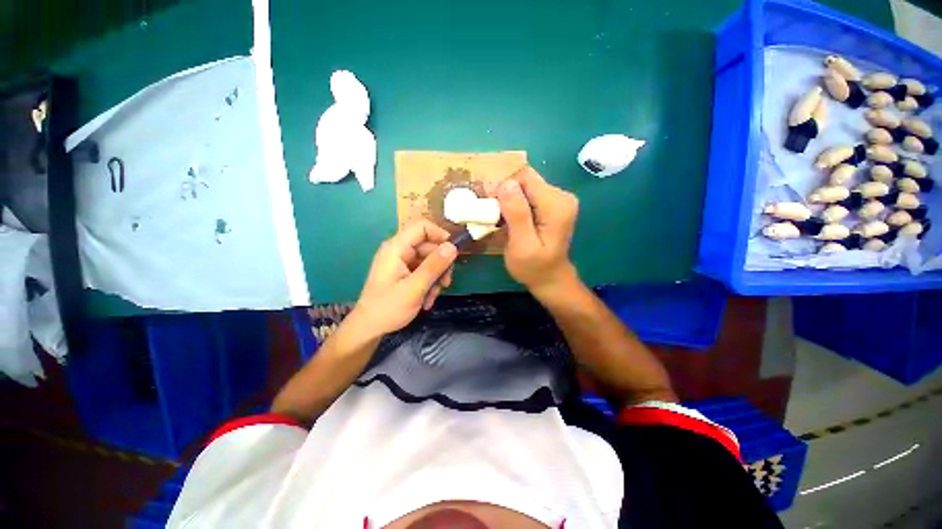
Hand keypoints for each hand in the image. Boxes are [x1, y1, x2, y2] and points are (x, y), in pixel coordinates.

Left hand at [353, 220, 457, 336]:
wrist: (369, 328)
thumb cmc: (388, 308)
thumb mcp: (415, 288)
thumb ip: (434, 266)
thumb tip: (453, 246)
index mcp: (397, 248)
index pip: (422, 227)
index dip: (441, 235)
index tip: (455, 252)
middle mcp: (399, 251)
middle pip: (429, 246)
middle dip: (441, 265)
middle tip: (446, 283)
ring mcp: (401, 262)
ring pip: (429, 261)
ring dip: (436, 278)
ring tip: (433, 296)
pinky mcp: (404, 273)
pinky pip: (423, 271)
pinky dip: (429, 284)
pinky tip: (427, 300)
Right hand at [495, 166, 579, 296]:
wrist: (550, 278)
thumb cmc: (534, 267)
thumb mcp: (522, 245)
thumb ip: (517, 214)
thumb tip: (506, 183)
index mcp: (556, 204)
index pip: (525, 178)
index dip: (503, 187)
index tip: (490, 205)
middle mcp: (560, 196)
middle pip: (524, 181)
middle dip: (505, 194)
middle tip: (493, 216)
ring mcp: (557, 199)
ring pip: (523, 187)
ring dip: (508, 201)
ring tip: (500, 220)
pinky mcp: (550, 204)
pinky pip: (527, 195)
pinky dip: (514, 205)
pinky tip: (509, 220)